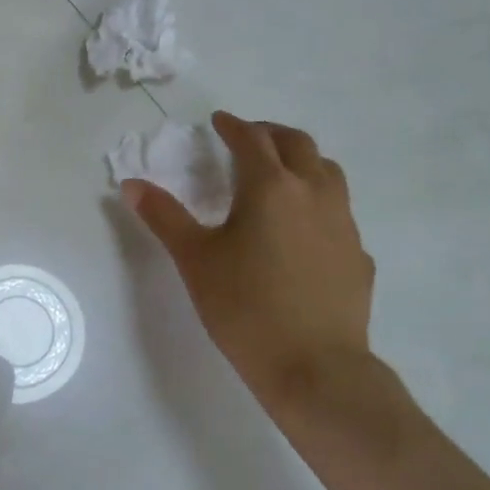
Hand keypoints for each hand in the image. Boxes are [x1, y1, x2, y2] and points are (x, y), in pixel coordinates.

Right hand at [123, 111, 378, 416]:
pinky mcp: (358, 256)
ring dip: (302, 162)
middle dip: (271, 134)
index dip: (233, 126)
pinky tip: (303, 231)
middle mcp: (313, 194)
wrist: (315, 368)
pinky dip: (318, 203)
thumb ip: (164, 217)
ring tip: (280, 175)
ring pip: (328, 173)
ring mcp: (343, 224)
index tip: (219, 121)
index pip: (252, 140)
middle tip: (248, 139)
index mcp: (271, 188)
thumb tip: (131, 184)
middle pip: (298, 145)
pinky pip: (339, 213)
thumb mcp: (194, 259)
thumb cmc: (245, 307)